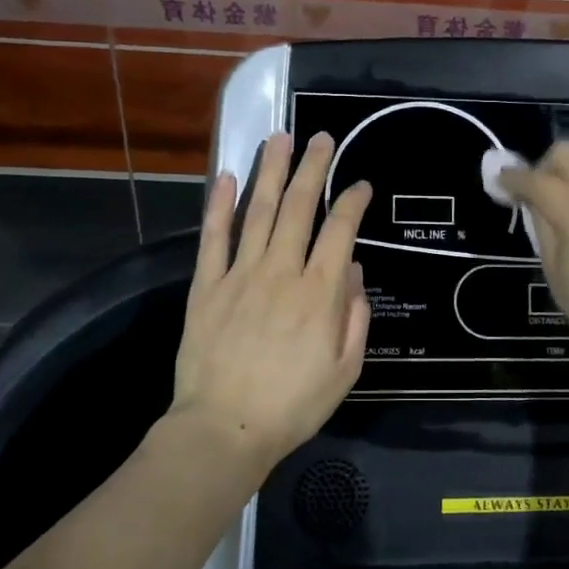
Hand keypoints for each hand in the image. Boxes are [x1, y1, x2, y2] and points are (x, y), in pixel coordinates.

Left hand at [171, 131, 371, 467]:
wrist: (224, 429)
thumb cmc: (293, 405)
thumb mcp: (345, 369)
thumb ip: (354, 316)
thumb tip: (352, 269)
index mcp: (319, 293)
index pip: (341, 231)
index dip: (353, 202)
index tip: (361, 184)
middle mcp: (281, 271)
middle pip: (300, 207)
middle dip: (313, 168)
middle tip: (322, 138)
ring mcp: (240, 275)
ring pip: (259, 212)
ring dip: (271, 172)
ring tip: (279, 138)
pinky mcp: (206, 286)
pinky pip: (213, 237)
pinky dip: (218, 205)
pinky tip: (224, 176)